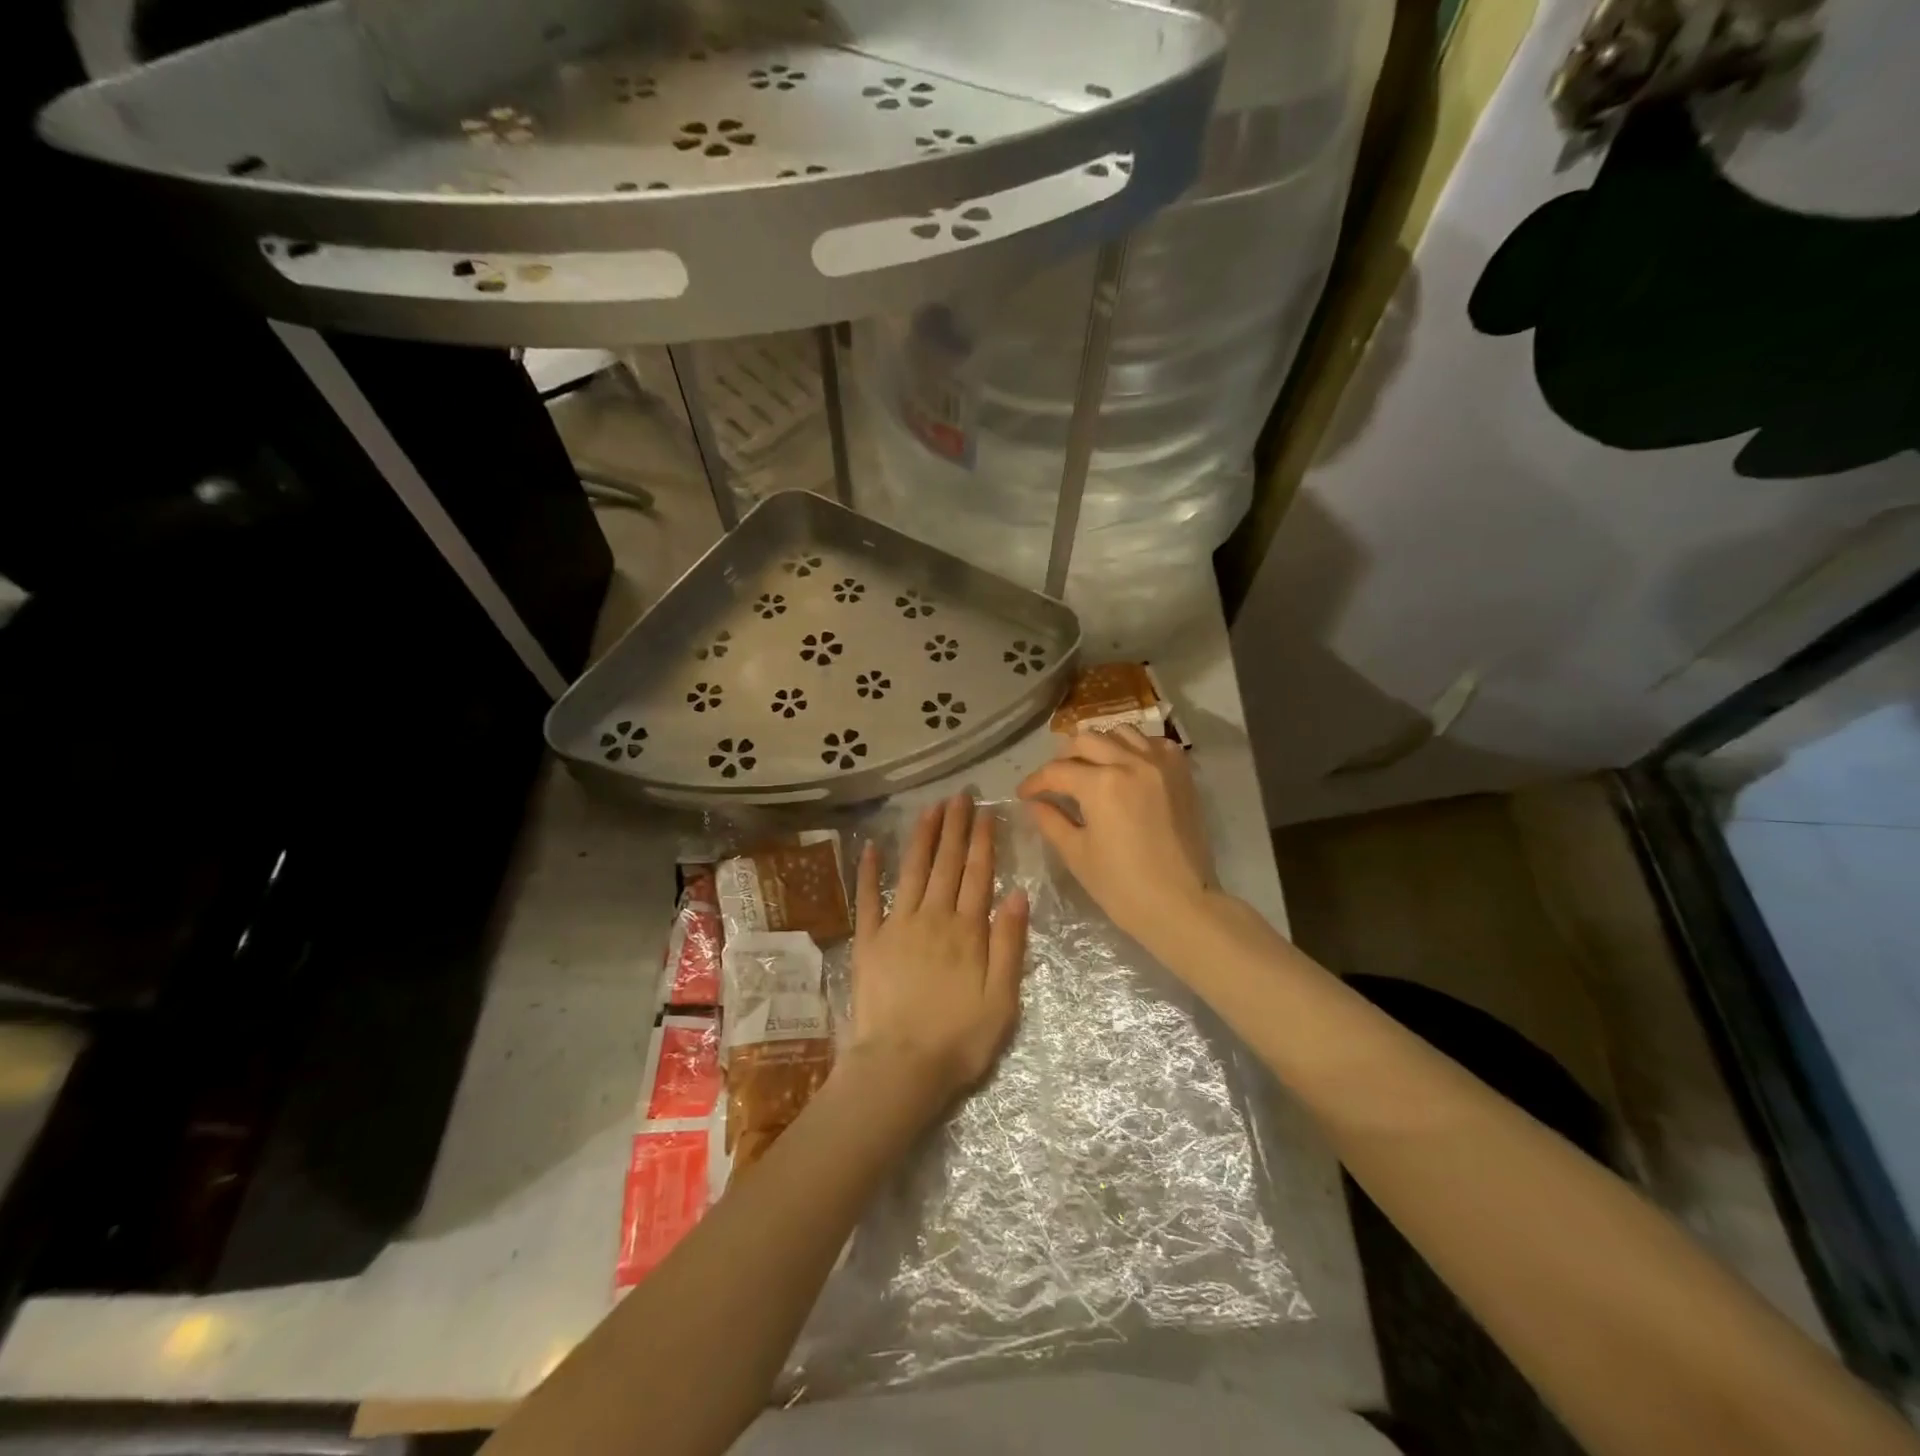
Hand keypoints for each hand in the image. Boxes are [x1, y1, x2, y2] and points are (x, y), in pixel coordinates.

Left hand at [846, 795, 1029, 1108]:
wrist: (900, 1067)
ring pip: (912, 871)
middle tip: (960, 796)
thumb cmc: (959, 1039)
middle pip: (947, 864)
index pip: (978, 874)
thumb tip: (1017, 894)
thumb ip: (1009, 944)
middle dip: (955, 827)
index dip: (983, 841)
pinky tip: (871, 848)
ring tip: (930, 809)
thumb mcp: (1003, 999)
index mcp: (967, 930)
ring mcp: (897, 926)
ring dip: (922, 837)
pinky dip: (869, 872)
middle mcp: (932, 917)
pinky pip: (868, 899)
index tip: (986, 812)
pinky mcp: (868, 941)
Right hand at [1016, 726, 1215, 948]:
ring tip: (1091, 768)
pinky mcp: (1181, 774)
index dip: (1035, 782)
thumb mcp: (1077, 854)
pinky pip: (1153, 743)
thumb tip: (1034, 803)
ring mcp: (1160, 764)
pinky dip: (1135, 748)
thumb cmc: (1123, 887)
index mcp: (1101, 784)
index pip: (1057, 771)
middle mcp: (1131, 762)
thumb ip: (1051, 821)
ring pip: (1120, 733)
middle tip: (1055, 781)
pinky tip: (1127, 767)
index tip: (1024, 794)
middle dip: (1063, 758)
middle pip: (1086, 741)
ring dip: (1099, 746)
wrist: (1182, 905)